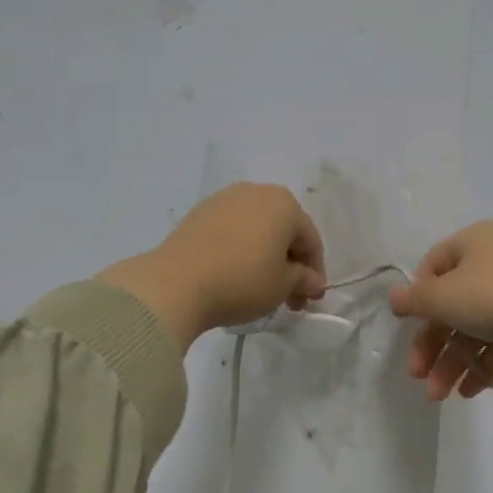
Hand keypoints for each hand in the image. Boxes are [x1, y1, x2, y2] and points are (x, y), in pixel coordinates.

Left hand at [100, 183, 327, 347]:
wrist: (176, 284)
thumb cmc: (242, 281)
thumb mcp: (282, 286)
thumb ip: (304, 280)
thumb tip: (312, 282)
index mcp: (284, 203)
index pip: (310, 241)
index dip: (315, 273)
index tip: (310, 300)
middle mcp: (256, 192)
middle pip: (284, 231)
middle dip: (290, 264)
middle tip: (289, 298)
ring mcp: (224, 199)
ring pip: (257, 230)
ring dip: (266, 257)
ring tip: (261, 288)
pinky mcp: (199, 213)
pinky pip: (232, 231)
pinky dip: (241, 250)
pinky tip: (235, 274)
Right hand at [388, 220, 492, 399]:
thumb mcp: (448, 296)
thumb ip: (416, 300)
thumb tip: (394, 296)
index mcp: (474, 243)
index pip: (433, 267)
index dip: (417, 299)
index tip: (407, 328)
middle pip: (453, 304)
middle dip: (433, 343)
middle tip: (418, 376)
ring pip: (477, 328)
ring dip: (454, 361)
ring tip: (440, 395)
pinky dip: (483, 365)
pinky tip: (468, 391)